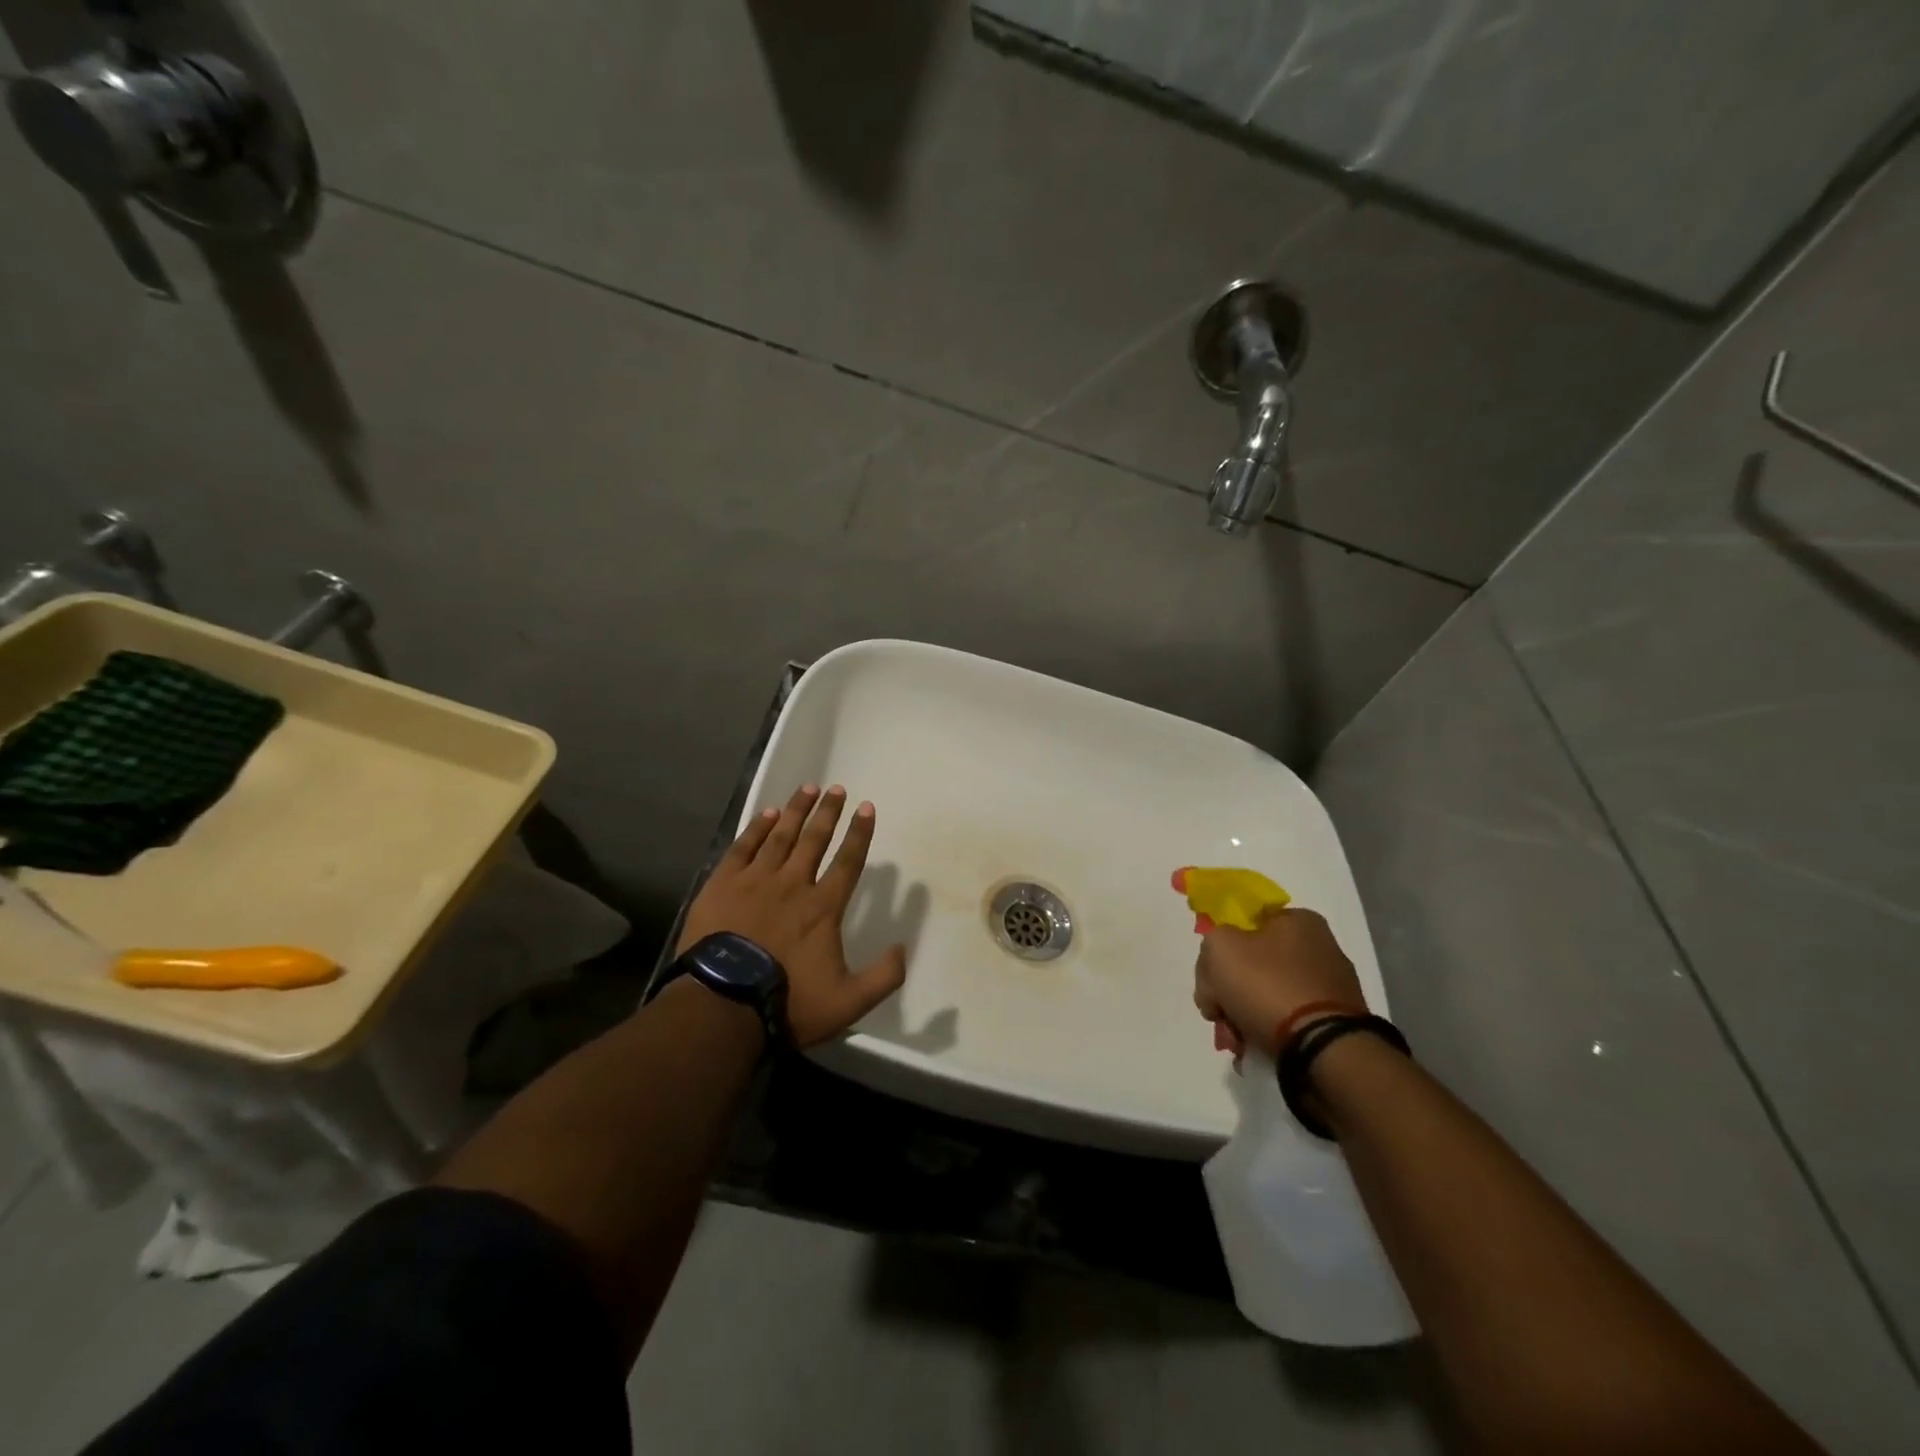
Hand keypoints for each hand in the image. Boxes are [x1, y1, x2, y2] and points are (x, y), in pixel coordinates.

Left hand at [678, 784, 907, 1048]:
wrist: (722, 1006)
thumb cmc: (787, 1003)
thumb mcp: (848, 1003)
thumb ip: (883, 976)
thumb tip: (903, 948)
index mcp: (823, 907)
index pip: (848, 861)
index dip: (859, 834)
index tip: (866, 808)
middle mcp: (792, 884)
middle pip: (814, 840)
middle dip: (828, 812)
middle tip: (837, 788)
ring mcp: (755, 881)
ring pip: (780, 836)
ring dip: (795, 811)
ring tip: (807, 788)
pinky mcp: (722, 885)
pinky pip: (743, 847)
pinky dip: (756, 828)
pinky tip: (766, 814)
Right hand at [1194, 908, 1364, 1058]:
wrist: (1322, 1048)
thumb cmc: (1267, 985)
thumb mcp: (1219, 947)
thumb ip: (1211, 944)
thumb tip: (1220, 971)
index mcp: (1299, 921)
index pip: (1246, 925)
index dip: (1221, 950)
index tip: (1210, 978)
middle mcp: (1321, 949)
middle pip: (1254, 965)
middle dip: (1228, 993)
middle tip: (1217, 1014)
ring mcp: (1332, 989)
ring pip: (1268, 998)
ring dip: (1243, 1018)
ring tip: (1234, 1042)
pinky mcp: (1335, 1025)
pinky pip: (1290, 1024)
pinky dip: (1269, 1035)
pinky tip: (1253, 1051)